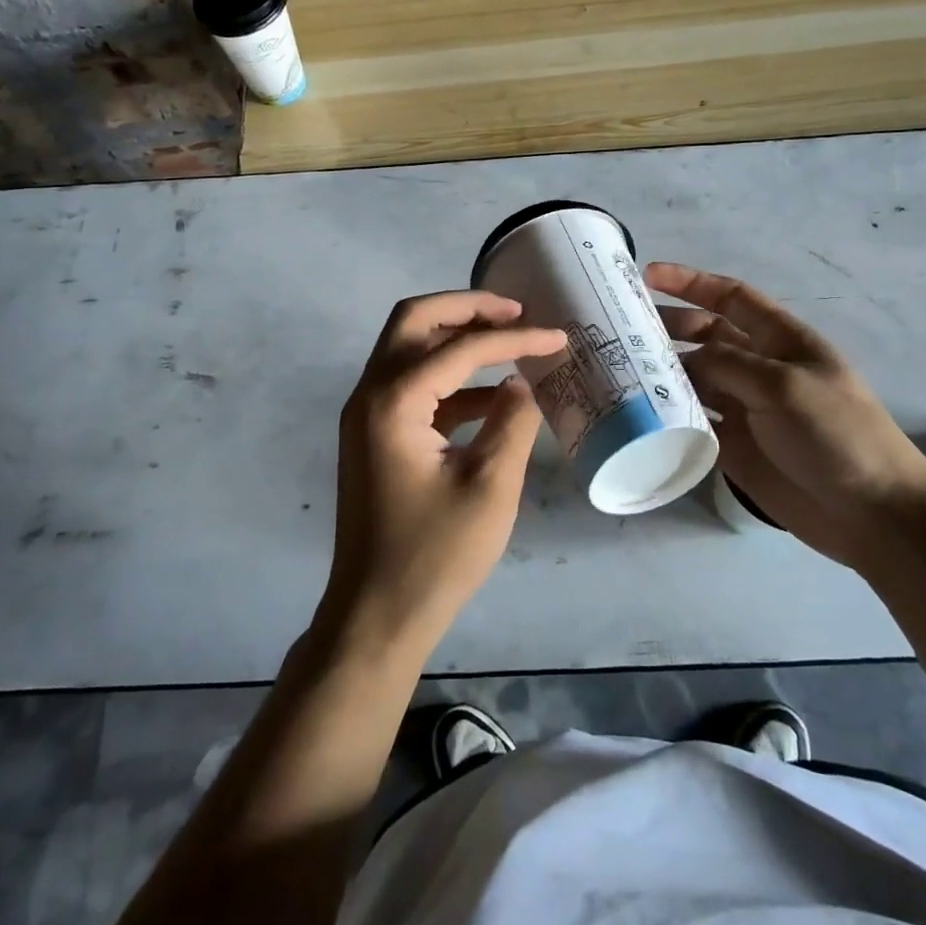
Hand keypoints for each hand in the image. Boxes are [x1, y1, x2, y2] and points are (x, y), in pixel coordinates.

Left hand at [321, 291, 567, 662]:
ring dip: (456, 338)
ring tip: (510, 341)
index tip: (558, 336)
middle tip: (516, 312)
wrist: (376, 616)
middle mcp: (370, 395)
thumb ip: (512, 422)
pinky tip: (492, 394)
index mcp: (394, 401)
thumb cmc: (435, 556)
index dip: (514, 338)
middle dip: (466, 308)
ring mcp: (367, 416)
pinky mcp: (375, 437)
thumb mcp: (491, 487)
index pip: (460, 349)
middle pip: (414, 322)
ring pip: (409, 350)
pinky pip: (412, 387)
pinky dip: (449, 378)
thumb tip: (521, 383)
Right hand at [648, 262, 925, 566]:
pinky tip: (639, 414)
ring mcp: (745, 407)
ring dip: (663, 373)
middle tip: (622, 331)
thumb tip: (684, 360)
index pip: (730, 297)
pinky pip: (694, 422)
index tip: (647, 275)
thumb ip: (729, 364)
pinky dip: (669, 416)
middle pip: (705, 336)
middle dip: (668, 327)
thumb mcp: (784, 385)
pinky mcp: (734, 446)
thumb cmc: (837, 433)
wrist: (871, 513)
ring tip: (621, 371)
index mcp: (780, 340)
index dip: (691, 282)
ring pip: (694, 379)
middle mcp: (758, 367)